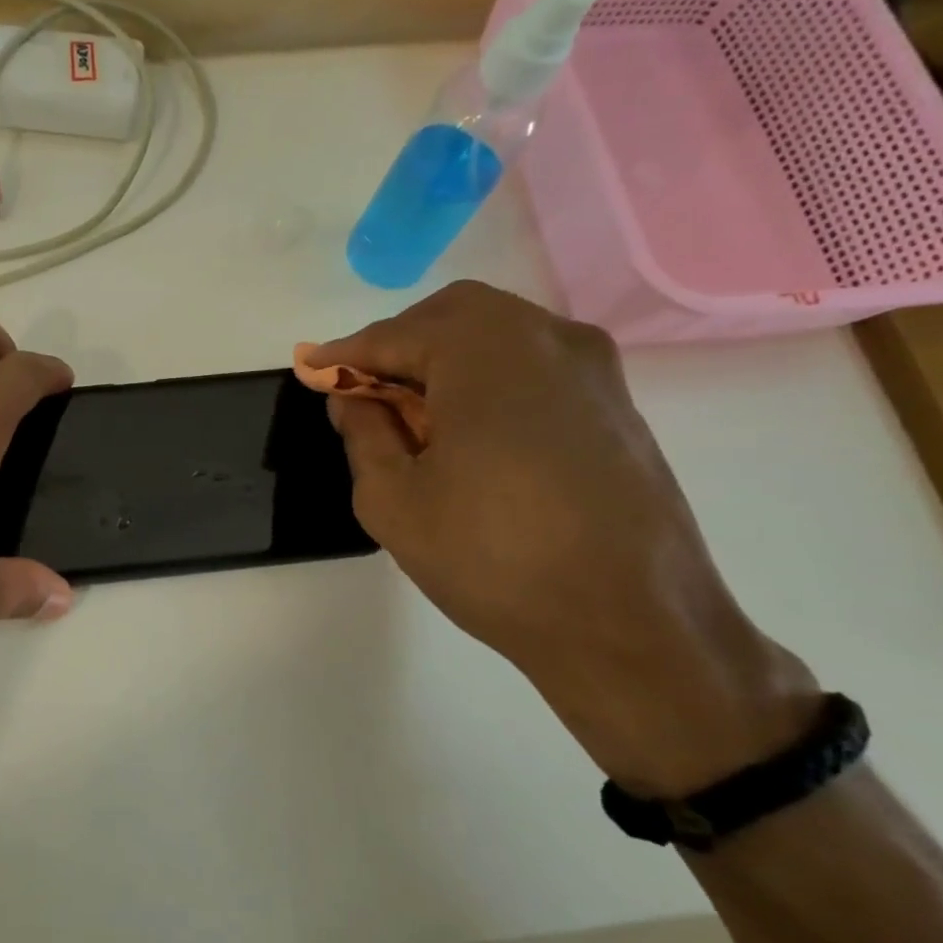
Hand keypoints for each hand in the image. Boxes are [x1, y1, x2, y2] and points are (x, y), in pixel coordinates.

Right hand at [302, 281, 818, 795]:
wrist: (631, 626)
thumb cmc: (492, 557)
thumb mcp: (392, 499)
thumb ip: (363, 432)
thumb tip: (354, 398)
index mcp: (485, 351)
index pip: (394, 335)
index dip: (344, 355)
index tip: (311, 371)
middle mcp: (546, 338)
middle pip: (452, 316)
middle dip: (397, 345)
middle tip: (362, 392)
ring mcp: (593, 369)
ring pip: (498, 335)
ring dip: (444, 359)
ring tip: (412, 415)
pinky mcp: (617, 404)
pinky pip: (533, 365)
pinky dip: (487, 378)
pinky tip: (468, 430)